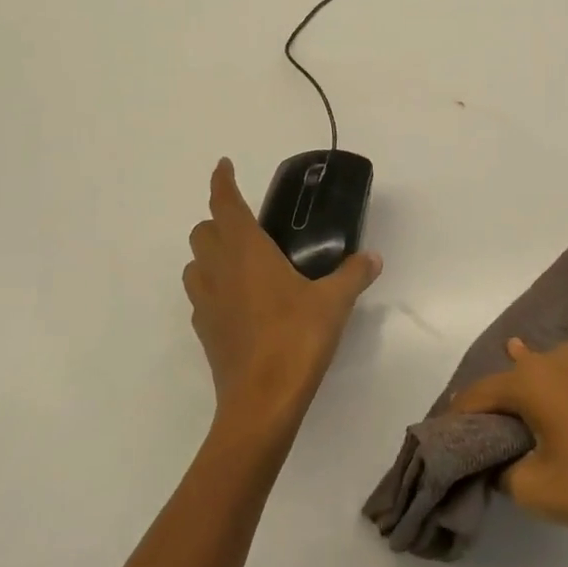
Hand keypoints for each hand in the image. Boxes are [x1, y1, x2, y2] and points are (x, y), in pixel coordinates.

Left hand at [182, 158, 381, 436]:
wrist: (261, 401)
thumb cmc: (296, 339)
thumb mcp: (334, 302)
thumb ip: (353, 274)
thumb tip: (373, 257)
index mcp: (246, 252)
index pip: (225, 204)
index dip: (222, 181)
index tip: (224, 165)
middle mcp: (219, 270)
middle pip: (202, 232)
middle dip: (219, 220)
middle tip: (248, 225)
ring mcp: (206, 303)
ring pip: (194, 264)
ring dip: (210, 254)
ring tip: (242, 262)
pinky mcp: (204, 332)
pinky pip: (200, 296)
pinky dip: (213, 287)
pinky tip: (240, 302)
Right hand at [452, 340, 567, 547]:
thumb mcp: (533, 489)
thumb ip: (502, 470)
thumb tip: (500, 458)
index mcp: (530, 380)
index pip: (479, 393)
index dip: (458, 414)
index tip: (445, 433)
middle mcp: (556, 357)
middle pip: (511, 376)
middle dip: (493, 400)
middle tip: (480, 428)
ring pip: (543, 367)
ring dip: (526, 384)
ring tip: (513, 399)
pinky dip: (559, 380)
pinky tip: (560, 388)